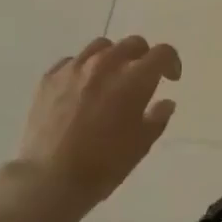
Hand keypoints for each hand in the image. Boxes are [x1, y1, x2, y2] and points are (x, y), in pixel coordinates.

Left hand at [0, 36, 180, 221]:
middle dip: (143, 57)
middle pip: (133, 43)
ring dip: (113, 58)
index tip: (170, 79)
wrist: (50, 178)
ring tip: (110, 80)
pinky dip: (83, 69)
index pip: (162, 53)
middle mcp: (105, 64)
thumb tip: (165, 102)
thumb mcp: (141, 146)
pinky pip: (72, 61)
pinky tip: (81, 89)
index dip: (171, 62)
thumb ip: (157, 118)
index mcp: (133, 79)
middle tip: (142, 79)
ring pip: (101, 47)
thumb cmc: (103, 165)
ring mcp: (74, 67)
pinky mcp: (50, 77)